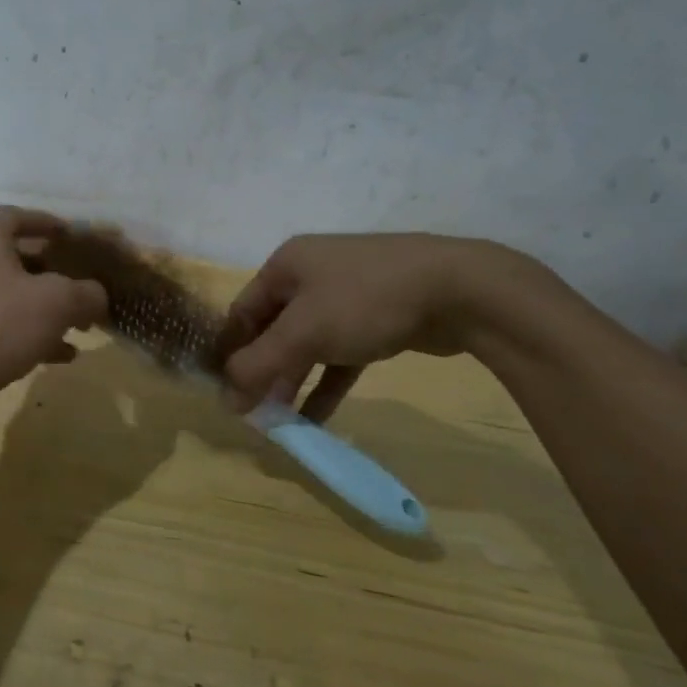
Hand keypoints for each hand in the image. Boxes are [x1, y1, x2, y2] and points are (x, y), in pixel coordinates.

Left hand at [0, 207, 108, 425]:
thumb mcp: (58, 301)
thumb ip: (87, 293)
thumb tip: (97, 296)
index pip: (15, 217)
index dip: (46, 222)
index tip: (73, 236)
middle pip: (18, 259)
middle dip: (55, 272)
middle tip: (85, 284)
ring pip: (15, 298)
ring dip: (49, 309)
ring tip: (83, 324)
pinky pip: (7, 330)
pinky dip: (35, 338)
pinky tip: (64, 356)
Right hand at [220, 234, 516, 418]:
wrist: (461, 289)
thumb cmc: (365, 300)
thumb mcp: (303, 333)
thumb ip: (259, 365)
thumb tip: (225, 399)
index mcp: (287, 264)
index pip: (243, 311)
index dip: (231, 352)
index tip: (225, 392)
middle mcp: (312, 275)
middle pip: (274, 330)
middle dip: (263, 372)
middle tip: (254, 412)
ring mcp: (348, 296)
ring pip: (308, 344)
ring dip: (293, 382)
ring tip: (280, 421)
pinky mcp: (378, 319)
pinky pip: (340, 355)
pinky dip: (326, 384)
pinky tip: (316, 419)